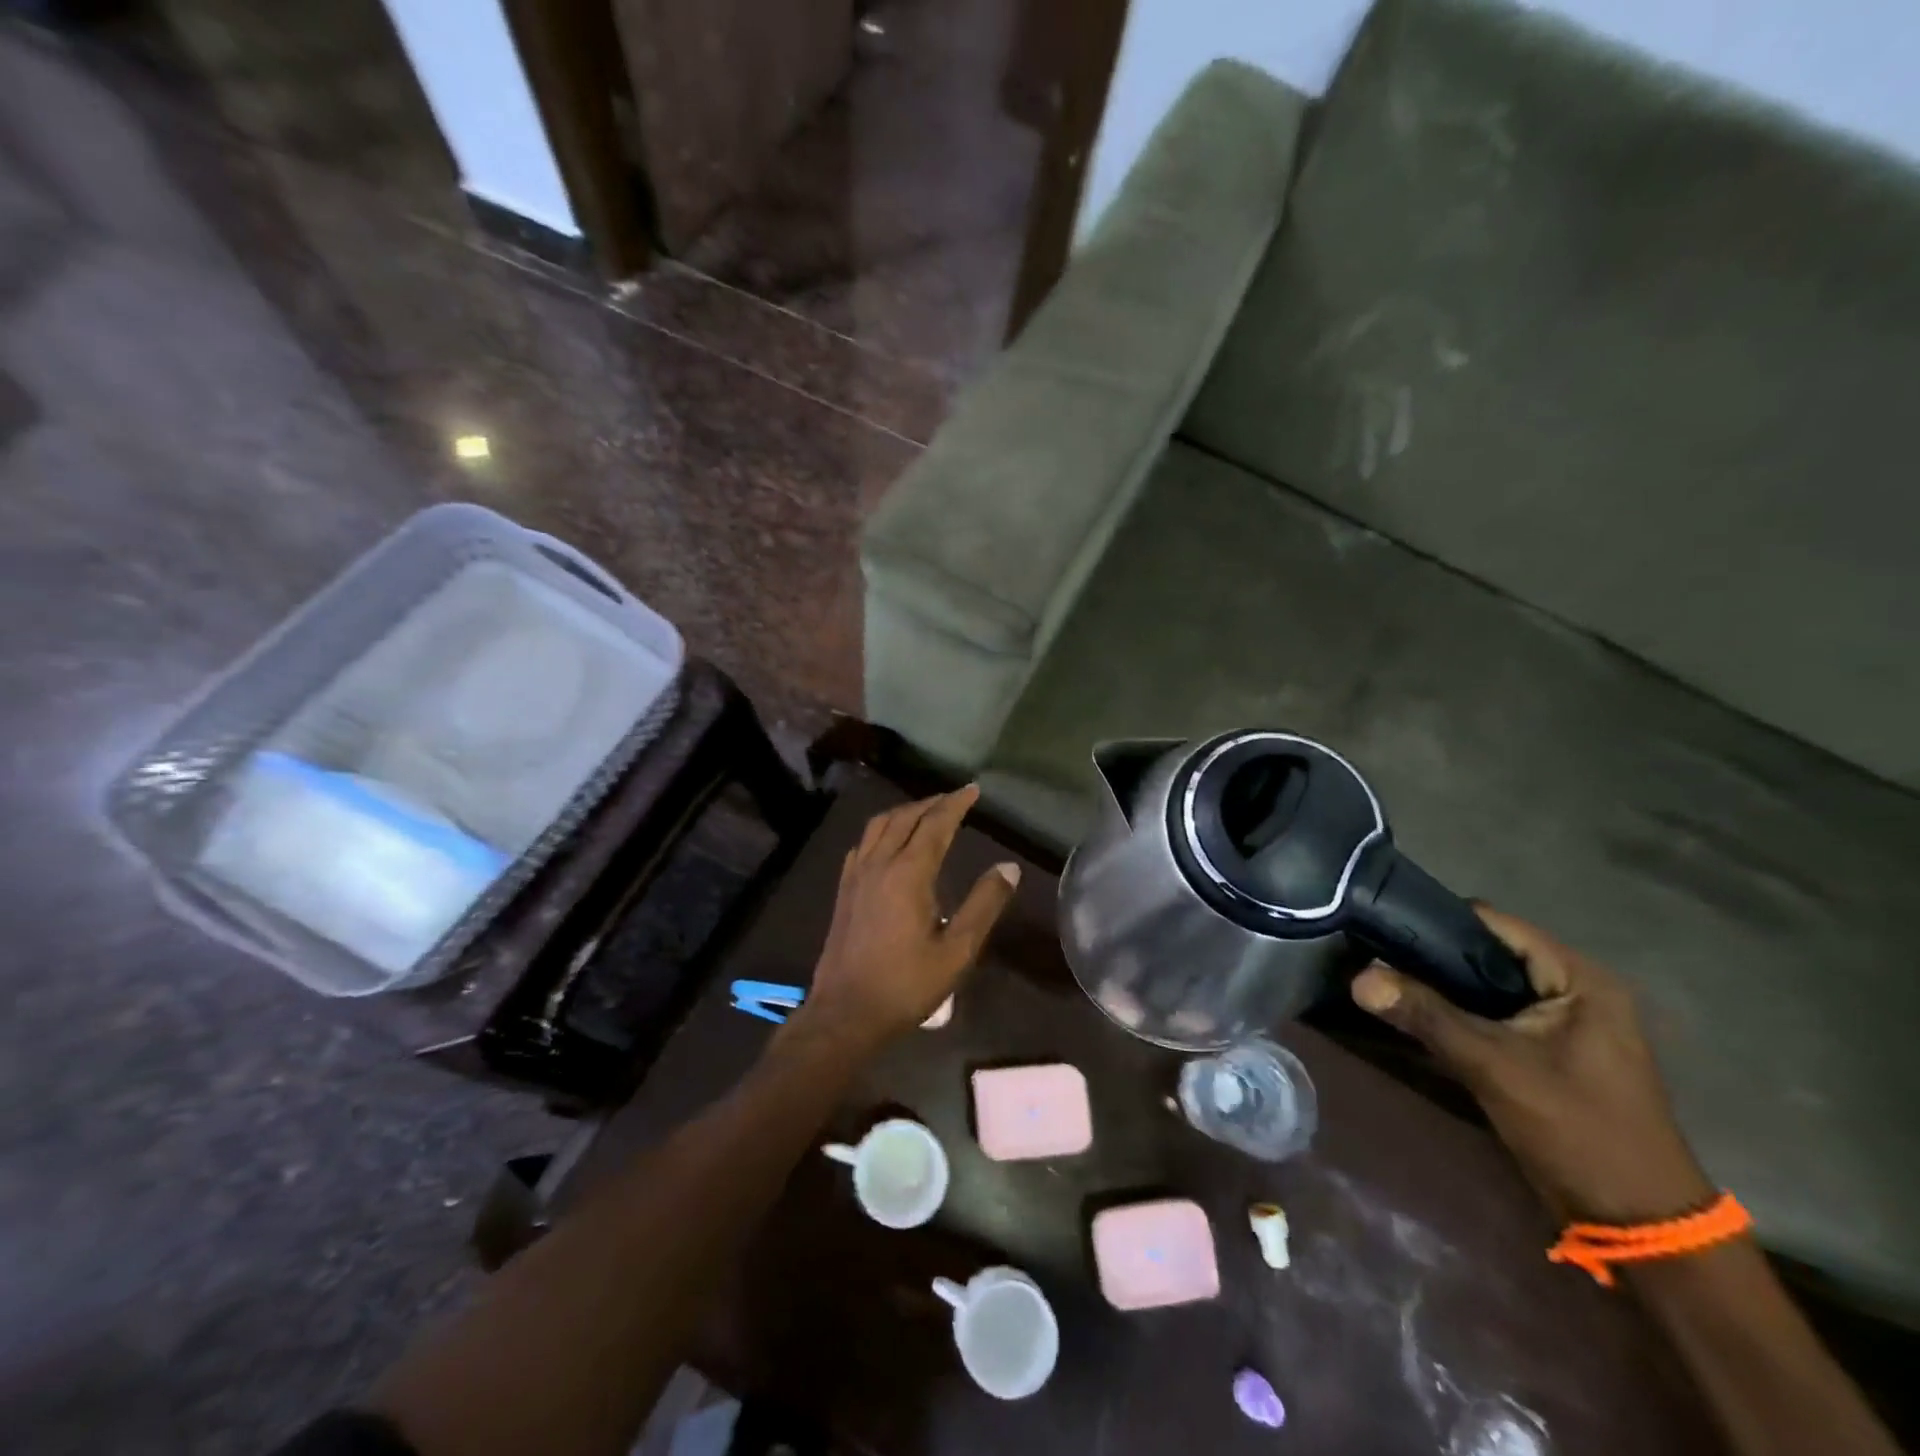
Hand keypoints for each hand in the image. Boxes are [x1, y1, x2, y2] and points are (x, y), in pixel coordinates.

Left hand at [796, 786, 1020, 1048]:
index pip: (935, 824)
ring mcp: (856, 875)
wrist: (846, 1012)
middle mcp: (879, 864)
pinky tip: (888, 842)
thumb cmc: (906, 985)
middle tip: (955, 798)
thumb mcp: (957, 950)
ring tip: (926, 812)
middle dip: (932, 802)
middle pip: (905, 817)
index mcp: (908, 873)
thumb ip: (984, 904)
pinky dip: (882, 830)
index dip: (956, 803)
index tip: (973, 789)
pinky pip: (863, 843)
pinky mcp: (844, 890)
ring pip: (879, 825)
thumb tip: (1008, 867)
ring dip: (905, 811)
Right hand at [1351, 908, 1712, 1224]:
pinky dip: (1456, 1010)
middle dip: (1431, 954)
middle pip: (1486, 950)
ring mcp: (1563, 1019)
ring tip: (1385, 981)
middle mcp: (1574, 987)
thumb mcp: (1494, 1067)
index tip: (1382, 927)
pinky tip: (1415, 1014)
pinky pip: (1492, 1011)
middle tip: (1375, 957)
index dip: (1435, 919)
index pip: (1493, 922)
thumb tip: (1358, 978)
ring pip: (1485, 983)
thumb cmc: (1578, 1131)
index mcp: (1579, 977)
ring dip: (1440, 985)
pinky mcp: (1548, 1047)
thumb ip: (1427, 1016)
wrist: (1636, 1222)